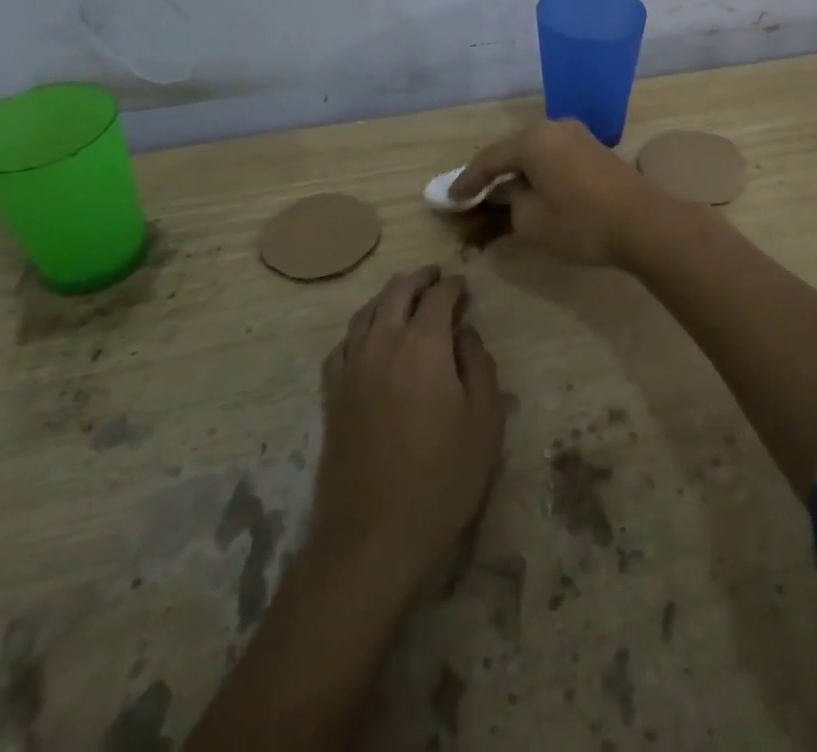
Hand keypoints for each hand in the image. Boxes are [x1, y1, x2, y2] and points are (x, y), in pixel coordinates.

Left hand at [311, 267, 504, 594]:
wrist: (373, 538)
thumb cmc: (442, 479)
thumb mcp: (485, 422)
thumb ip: (479, 365)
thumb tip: (465, 334)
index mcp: (422, 346)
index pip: (438, 296)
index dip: (454, 285)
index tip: (465, 286)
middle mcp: (382, 344)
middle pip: (397, 292)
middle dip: (420, 278)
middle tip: (437, 277)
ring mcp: (351, 369)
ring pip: (367, 313)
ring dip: (389, 296)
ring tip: (406, 296)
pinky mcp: (332, 396)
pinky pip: (344, 344)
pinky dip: (361, 328)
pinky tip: (370, 337)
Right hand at [450, 119, 667, 265]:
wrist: (644, 223)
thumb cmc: (581, 222)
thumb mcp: (532, 221)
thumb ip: (509, 204)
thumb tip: (508, 194)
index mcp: (533, 139)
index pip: (490, 159)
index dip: (467, 182)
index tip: (450, 199)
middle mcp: (554, 127)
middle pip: (513, 151)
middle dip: (492, 175)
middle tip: (472, 196)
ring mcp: (578, 135)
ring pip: (535, 154)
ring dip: (518, 174)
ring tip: (500, 195)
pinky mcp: (595, 149)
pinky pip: (554, 157)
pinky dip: (539, 173)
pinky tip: (534, 190)